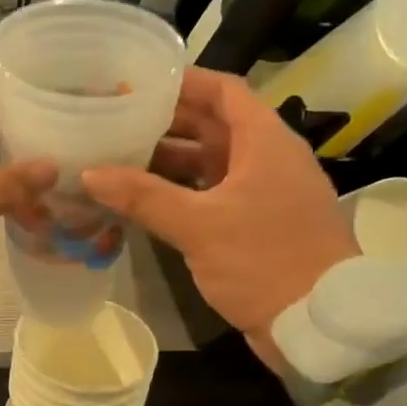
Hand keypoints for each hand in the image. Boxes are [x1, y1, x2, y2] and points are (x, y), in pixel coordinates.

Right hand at [82, 67, 355, 355]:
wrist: (317, 324)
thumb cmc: (264, 261)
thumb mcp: (199, 225)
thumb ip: (143, 196)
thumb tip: (89, 174)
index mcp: (264, 142)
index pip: (223, 91)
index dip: (183, 81)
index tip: (137, 80)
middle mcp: (266, 159)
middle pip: (213, 125)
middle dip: (166, 122)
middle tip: (116, 120)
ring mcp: (262, 194)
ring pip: (210, 163)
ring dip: (169, 161)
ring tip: (118, 158)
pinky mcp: (255, 225)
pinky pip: (212, 195)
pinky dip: (180, 193)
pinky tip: (144, 201)